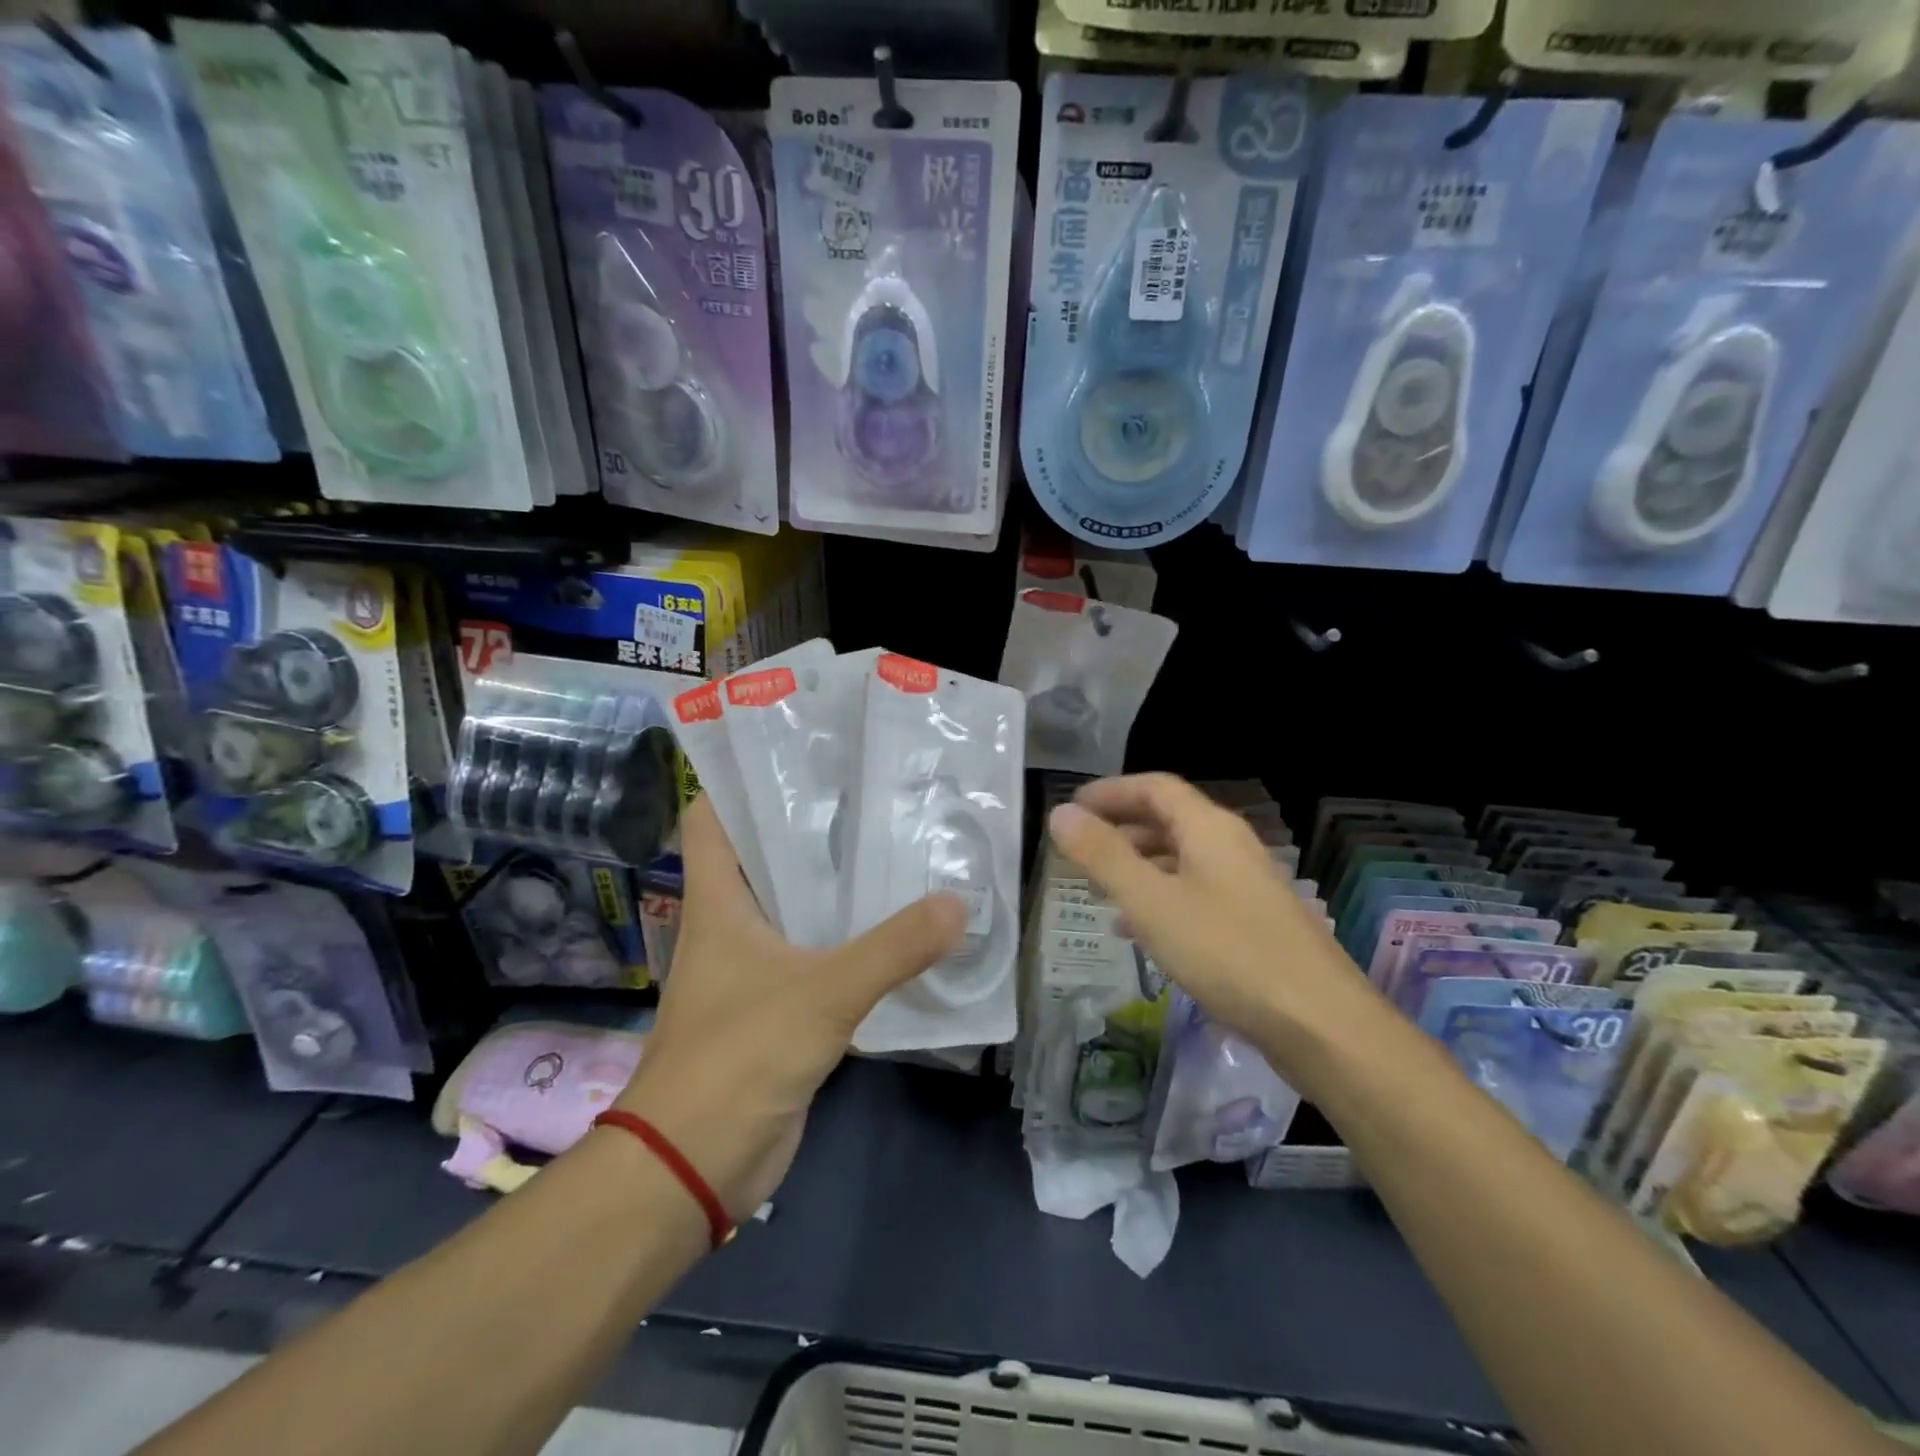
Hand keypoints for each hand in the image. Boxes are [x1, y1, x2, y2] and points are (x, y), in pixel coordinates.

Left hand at [615, 796, 965, 1221]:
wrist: (693, 1165)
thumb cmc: (737, 1058)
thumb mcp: (821, 994)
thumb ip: (893, 949)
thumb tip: (958, 904)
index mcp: (718, 900)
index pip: (713, 815)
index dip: (743, 778)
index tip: (801, 751)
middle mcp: (732, 922)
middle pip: (766, 853)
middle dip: (813, 824)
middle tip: (874, 791)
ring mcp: (755, 965)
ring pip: (797, 904)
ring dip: (837, 882)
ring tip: (895, 845)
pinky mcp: (779, 1004)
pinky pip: (818, 953)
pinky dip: (850, 936)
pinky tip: (897, 924)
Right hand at [1047, 774, 1370, 1051]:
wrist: (1320, 1024)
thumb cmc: (1228, 952)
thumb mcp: (1152, 902)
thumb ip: (1103, 856)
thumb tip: (1061, 813)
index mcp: (1209, 828)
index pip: (1154, 787)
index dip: (1110, 791)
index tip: (1072, 808)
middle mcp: (1231, 846)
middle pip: (1169, 820)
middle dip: (1120, 829)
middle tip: (1079, 850)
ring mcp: (1247, 885)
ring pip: (1181, 860)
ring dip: (1138, 866)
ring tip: (1099, 890)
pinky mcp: (1253, 922)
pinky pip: (1196, 894)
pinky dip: (1160, 899)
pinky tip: (1138, 930)